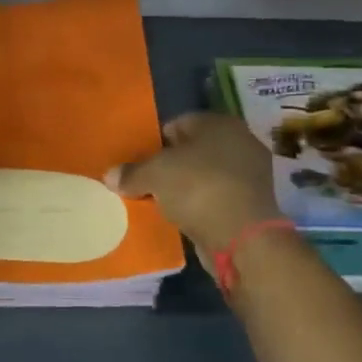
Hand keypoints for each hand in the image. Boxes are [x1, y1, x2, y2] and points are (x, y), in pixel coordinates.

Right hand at [108, 112, 283, 267]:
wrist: (242, 237)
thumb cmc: (198, 188)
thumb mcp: (154, 175)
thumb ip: (131, 172)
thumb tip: (110, 175)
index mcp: (219, 123)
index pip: (178, 124)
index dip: (154, 142)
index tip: (137, 164)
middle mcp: (239, 142)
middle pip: (192, 151)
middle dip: (168, 167)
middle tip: (144, 183)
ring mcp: (249, 175)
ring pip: (204, 176)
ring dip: (183, 189)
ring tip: (159, 203)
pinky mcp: (251, 205)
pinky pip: (214, 199)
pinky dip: (198, 207)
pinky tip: (181, 219)